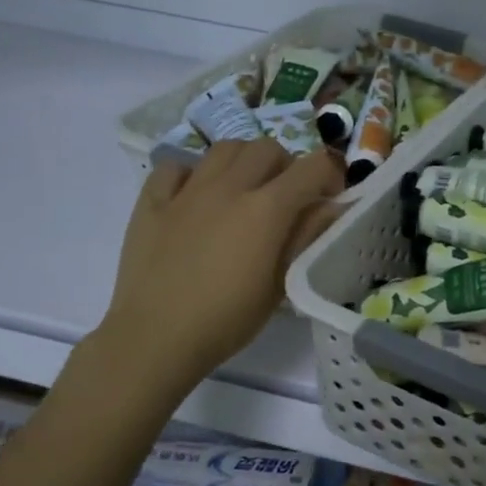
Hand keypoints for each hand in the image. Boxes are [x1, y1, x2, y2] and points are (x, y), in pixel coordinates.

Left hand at [97, 140, 342, 388]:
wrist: (154, 338)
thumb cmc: (227, 319)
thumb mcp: (280, 283)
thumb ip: (307, 236)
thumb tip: (333, 205)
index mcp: (267, 209)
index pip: (313, 166)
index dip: (331, 173)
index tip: (330, 195)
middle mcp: (229, 187)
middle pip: (268, 148)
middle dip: (287, 166)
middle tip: (286, 197)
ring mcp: (187, 191)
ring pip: (226, 148)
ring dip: (244, 162)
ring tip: (244, 190)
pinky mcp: (152, 201)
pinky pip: (176, 167)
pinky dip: (192, 174)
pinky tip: (195, 197)